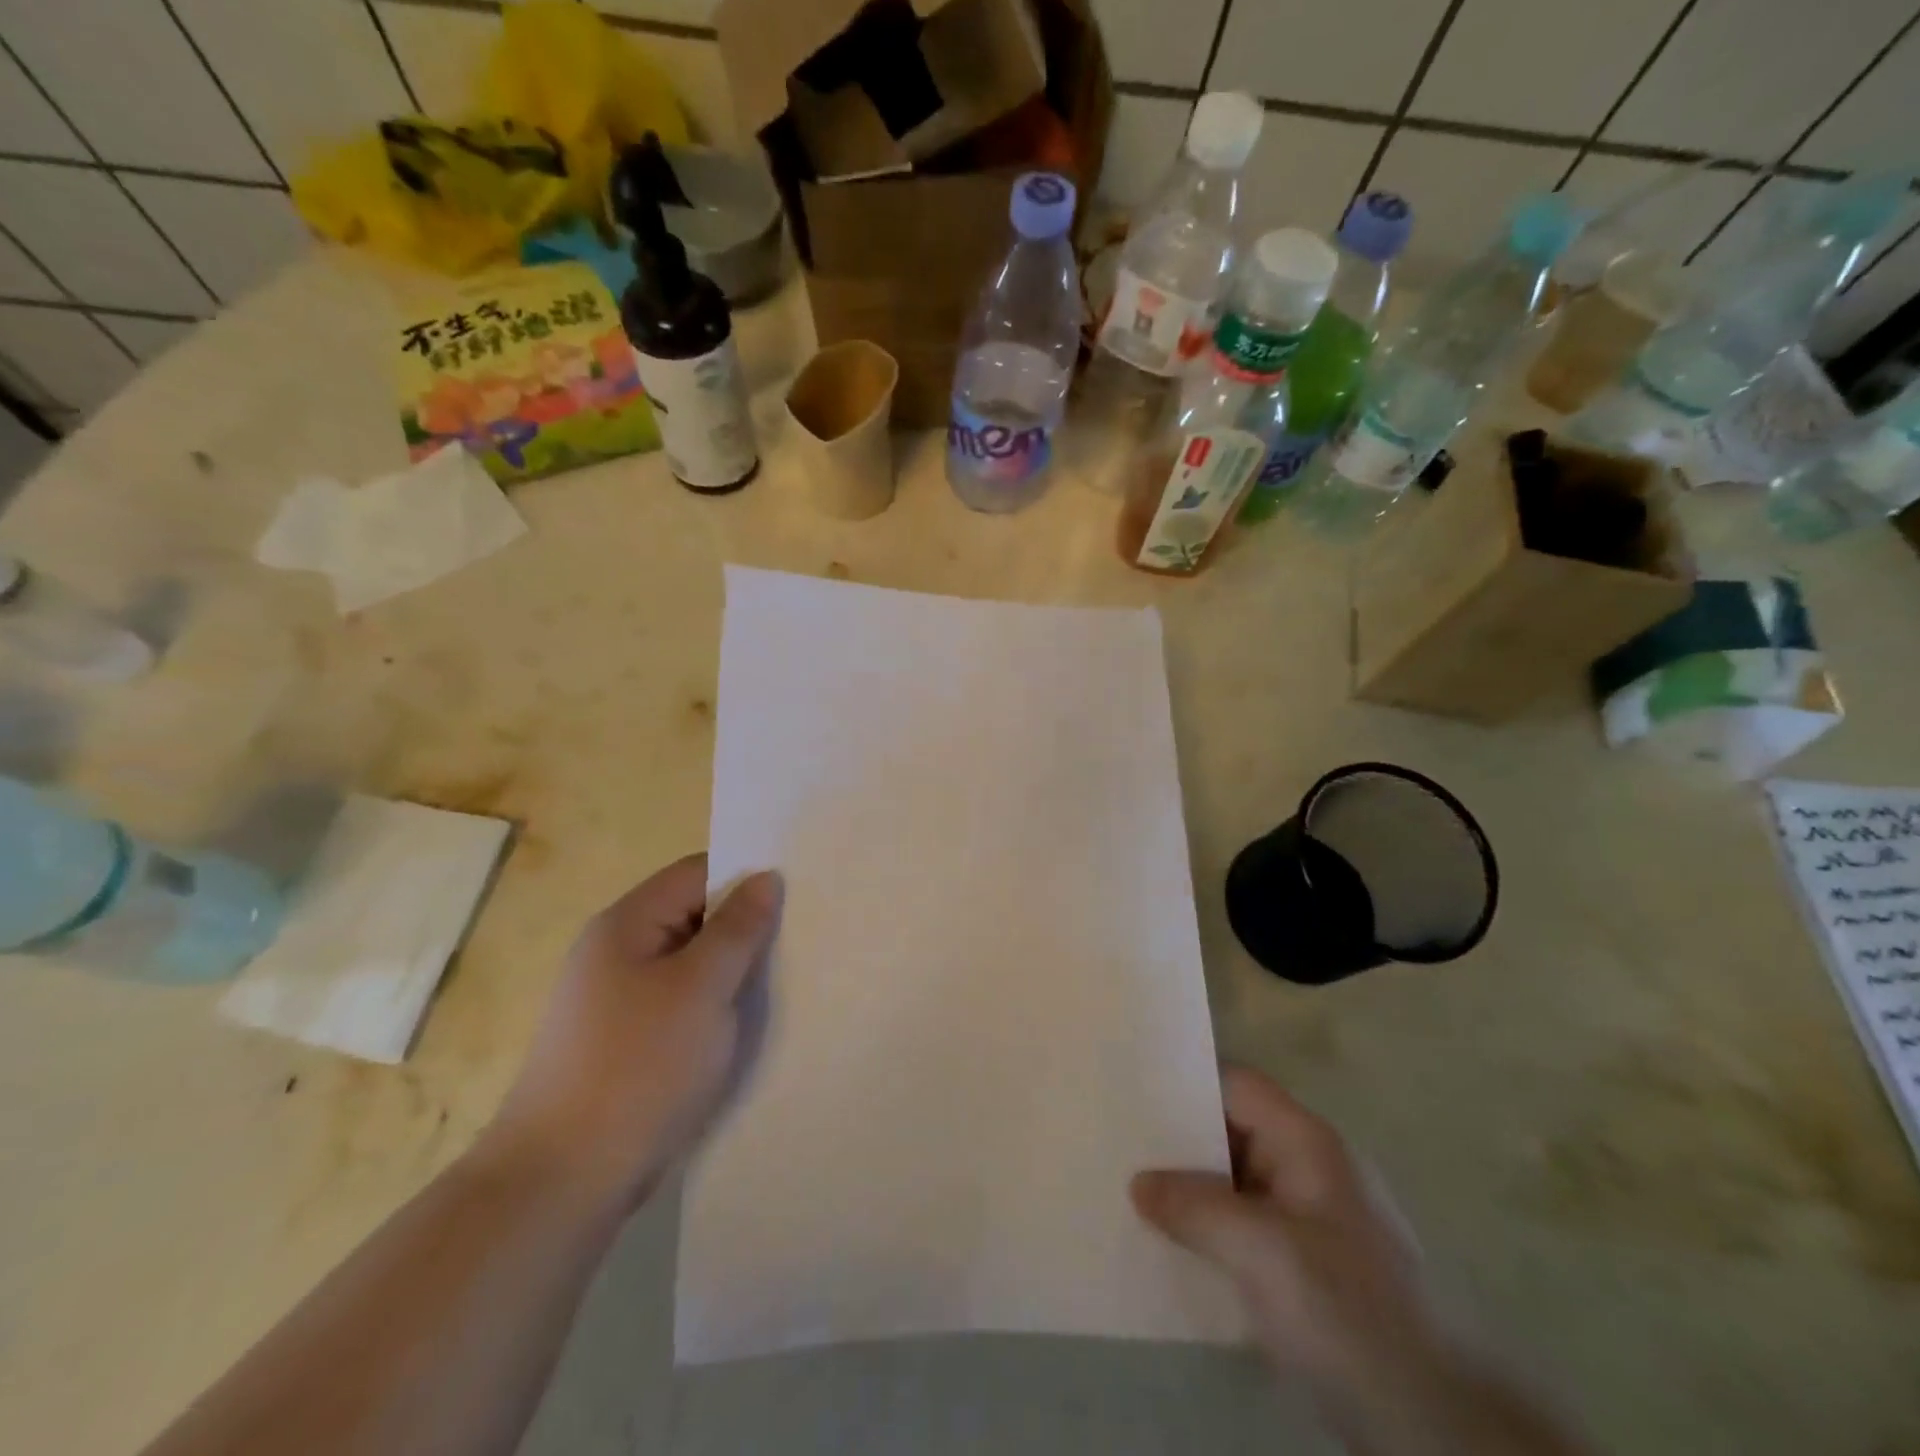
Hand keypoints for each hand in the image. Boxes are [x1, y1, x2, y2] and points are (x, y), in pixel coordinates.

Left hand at [483, 854, 783, 1211]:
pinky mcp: (622, 1042)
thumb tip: (765, 878)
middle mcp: (615, 952)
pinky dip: (711, 1005)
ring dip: (730, 970)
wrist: (562, 1181)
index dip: (746, 878)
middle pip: (692, 916)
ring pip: (689, 964)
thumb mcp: (702, 988)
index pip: (696, 873)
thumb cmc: (638, 1067)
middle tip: (797, 940)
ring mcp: (615, 1000)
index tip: (795, 896)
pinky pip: (678, 1003)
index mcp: (626, 924)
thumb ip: (738, 928)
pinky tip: (741, 1025)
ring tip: (780, 981)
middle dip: (743, 926)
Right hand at [1134, 1070, 1589, 1455]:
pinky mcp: (1309, 1266)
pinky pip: (1246, 1226)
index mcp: (1307, 1142)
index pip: (1236, 1085)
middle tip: (1116, 1144)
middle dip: (1177, 1139)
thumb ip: (1194, 1207)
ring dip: (1190, 1189)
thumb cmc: (1348, 1311)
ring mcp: (1311, 1218)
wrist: (1438, 1424)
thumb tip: (1138, 1183)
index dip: (1185, 1082)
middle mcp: (1309, 1167)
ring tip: (1129, 1193)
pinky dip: (1210, 1229)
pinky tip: (1173, 1246)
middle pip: (1232, 1130)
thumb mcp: (1262, 1252)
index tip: (1130, 1092)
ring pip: (1236, 1182)